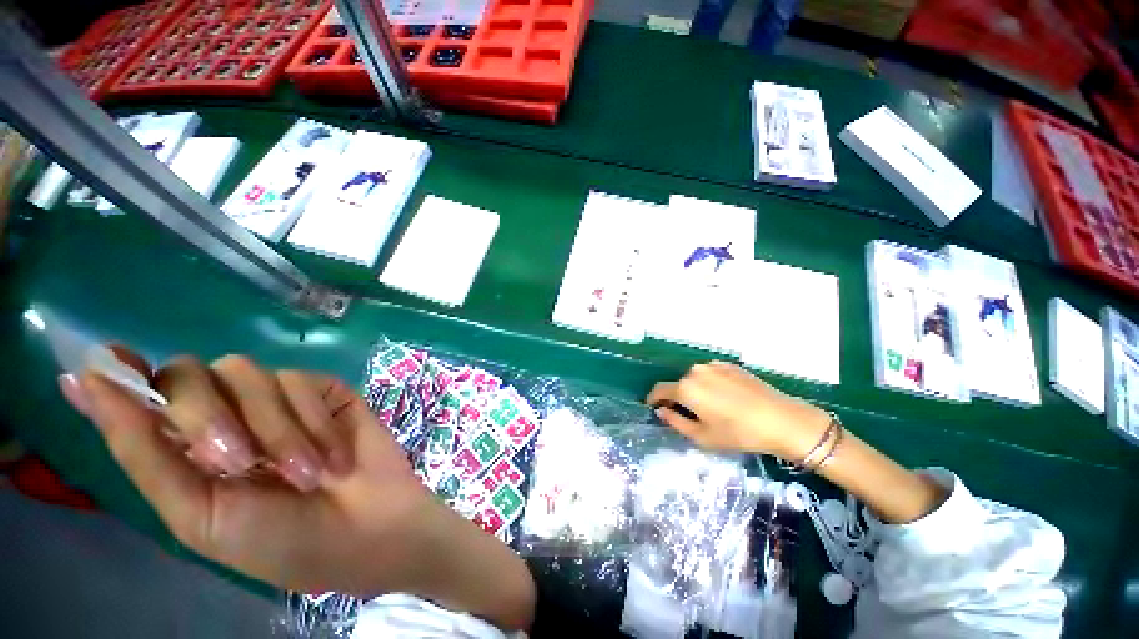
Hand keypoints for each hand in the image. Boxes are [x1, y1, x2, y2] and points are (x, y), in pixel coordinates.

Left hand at [58, 349, 534, 628]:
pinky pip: (302, 383)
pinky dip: (313, 423)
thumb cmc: (278, 540)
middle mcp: (226, 413)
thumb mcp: (198, 514)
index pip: (143, 393)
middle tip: (240, 465)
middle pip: (190, 373)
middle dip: (206, 417)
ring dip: (274, 430)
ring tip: (303, 474)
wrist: (365, 530)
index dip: (122, 373)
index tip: (108, 359)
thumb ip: (142, 451)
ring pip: (250, 375)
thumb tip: (81, 381)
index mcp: (186, 449)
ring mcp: (278, 399)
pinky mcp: (324, 390)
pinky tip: (333, 458)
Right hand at [647, 362, 830, 461]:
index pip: (660, 390)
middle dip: (677, 397)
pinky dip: (710, 384)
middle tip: (686, 414)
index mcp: (686, 388)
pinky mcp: (730, 365)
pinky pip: (711, 374)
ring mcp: (714, 366)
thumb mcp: (702, 436)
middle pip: (678, 384)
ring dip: (694, 390)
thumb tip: (661, 411)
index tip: (653, 407)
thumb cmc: (738, 433)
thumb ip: (675, 422)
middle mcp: (695, 371)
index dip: (653, 399)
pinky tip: (724, 398)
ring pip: (695, 378)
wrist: (781, 420)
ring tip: (708, 407)